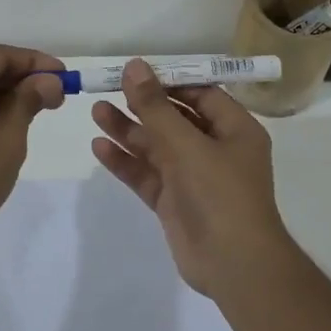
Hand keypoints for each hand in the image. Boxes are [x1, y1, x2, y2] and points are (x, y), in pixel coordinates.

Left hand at [0, 45, 64, 247]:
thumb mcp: (7, 138)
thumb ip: (28, 101)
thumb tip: (48, 80)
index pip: (1, 55)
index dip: (36, 63)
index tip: (65, 78)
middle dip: (21, 78)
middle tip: (55, 97)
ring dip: (3, 92)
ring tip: (35, 111)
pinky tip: (4, 122)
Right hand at [90, 58, 294, 298]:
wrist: (233, 264)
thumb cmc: (220, 194)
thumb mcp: (187, 145)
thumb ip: (156, 107)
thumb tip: (135, 66)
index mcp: (235, 130)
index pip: (201, 94)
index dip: (169, 81)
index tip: (135, 71)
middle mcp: (215, 150)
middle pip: (175, 119)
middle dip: (143, 105)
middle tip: (107, 88)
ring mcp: (193, 178)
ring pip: (157, 147)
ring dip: (128, 131)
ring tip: (95, 112)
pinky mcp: (174, 202)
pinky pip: (147, 175)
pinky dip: (125, 162)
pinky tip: (99, 147)